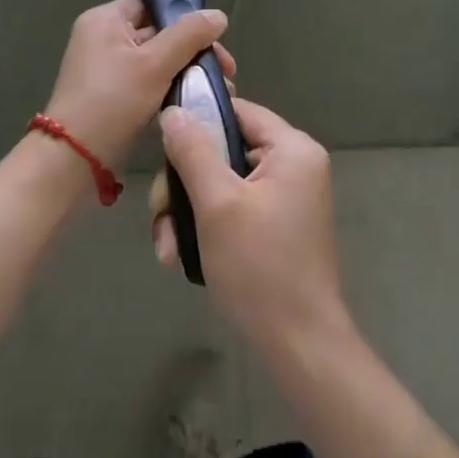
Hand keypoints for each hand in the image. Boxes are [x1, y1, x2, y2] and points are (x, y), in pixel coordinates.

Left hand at [42, 0, 235, 171]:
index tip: (217, 45)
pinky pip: (145, 84)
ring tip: (216, 92)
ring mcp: (104, 69)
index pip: (153, 7)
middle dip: (193, 53)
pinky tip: (192, 105)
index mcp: (105, 19)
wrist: (74, 159)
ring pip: (155, 62)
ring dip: (184, 74)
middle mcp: (101, 38)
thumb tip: (219, 15)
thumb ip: (189, 35)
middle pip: (158, 35)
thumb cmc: (113, 102)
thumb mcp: (155, 64)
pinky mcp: (110, 96)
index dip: (186, 22)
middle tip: (226, 74)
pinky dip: (168, 91)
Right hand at [152, 98, 348, 350]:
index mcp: (292, 149)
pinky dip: (205, 226)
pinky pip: (232, 207)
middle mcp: (293, 166)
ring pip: (220, 182)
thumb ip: (193, 151)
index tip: (162, 146)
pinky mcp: (274, 225)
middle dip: (184, 183)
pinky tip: (179, 254)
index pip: (237, 111)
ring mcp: (285, 198)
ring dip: (187, 211)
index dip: (197, 122)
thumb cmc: (259, 267)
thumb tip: (174, 112)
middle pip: (223, 149)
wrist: (298, 346)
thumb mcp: (217, 204)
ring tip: (166, 247)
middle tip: (160, 215)